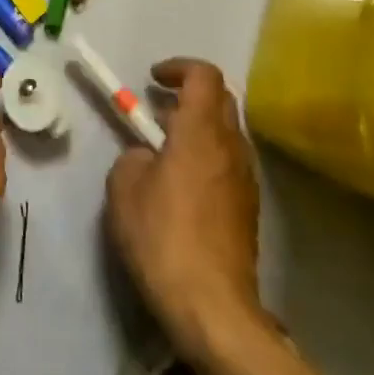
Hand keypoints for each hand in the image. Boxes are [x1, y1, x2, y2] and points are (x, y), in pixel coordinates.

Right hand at [106, 59, 267, 361]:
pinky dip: (207, 156)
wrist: (213, 307)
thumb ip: (134, 157)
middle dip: (188, 94)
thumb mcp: (124, 188)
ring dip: (198, 127)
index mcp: (201, 132)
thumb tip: (149, 157)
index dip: (178, 67)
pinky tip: (181, 185)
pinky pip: (229, 163)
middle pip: (221, 99)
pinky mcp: (249, 208)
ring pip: (227, 132)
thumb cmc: (162, 237)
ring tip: (164, 150)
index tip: (152, 79)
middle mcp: (231, 147)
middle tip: (156, 111)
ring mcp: (246, 179)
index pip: (204, 76)